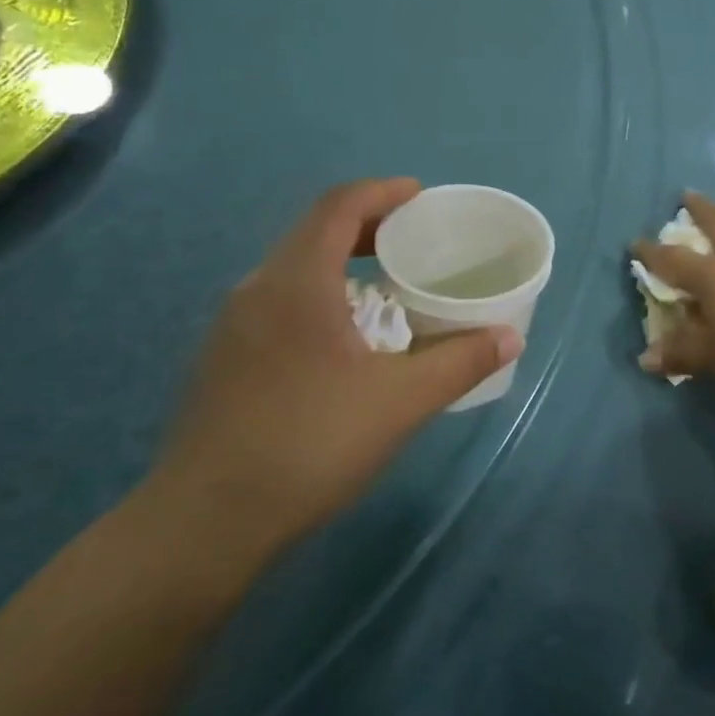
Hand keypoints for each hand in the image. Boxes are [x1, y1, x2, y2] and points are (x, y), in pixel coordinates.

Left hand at [148, 179, 522, 555]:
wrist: (205, 523)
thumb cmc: (308, 444)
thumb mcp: (400, 401)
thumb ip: (460, 362)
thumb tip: (509, 336)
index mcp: (296, 282)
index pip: (338, 207)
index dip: (382, 192)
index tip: (420, 197)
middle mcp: (257, 289)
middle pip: (313, 232)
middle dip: (366, 225)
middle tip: (413, 240)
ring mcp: (233, 326)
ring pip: (293, 269)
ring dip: (341, 262)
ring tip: (386, 286)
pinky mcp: (224, 360)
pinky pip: (279, 302)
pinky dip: (319, 295)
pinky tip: (344, 339)